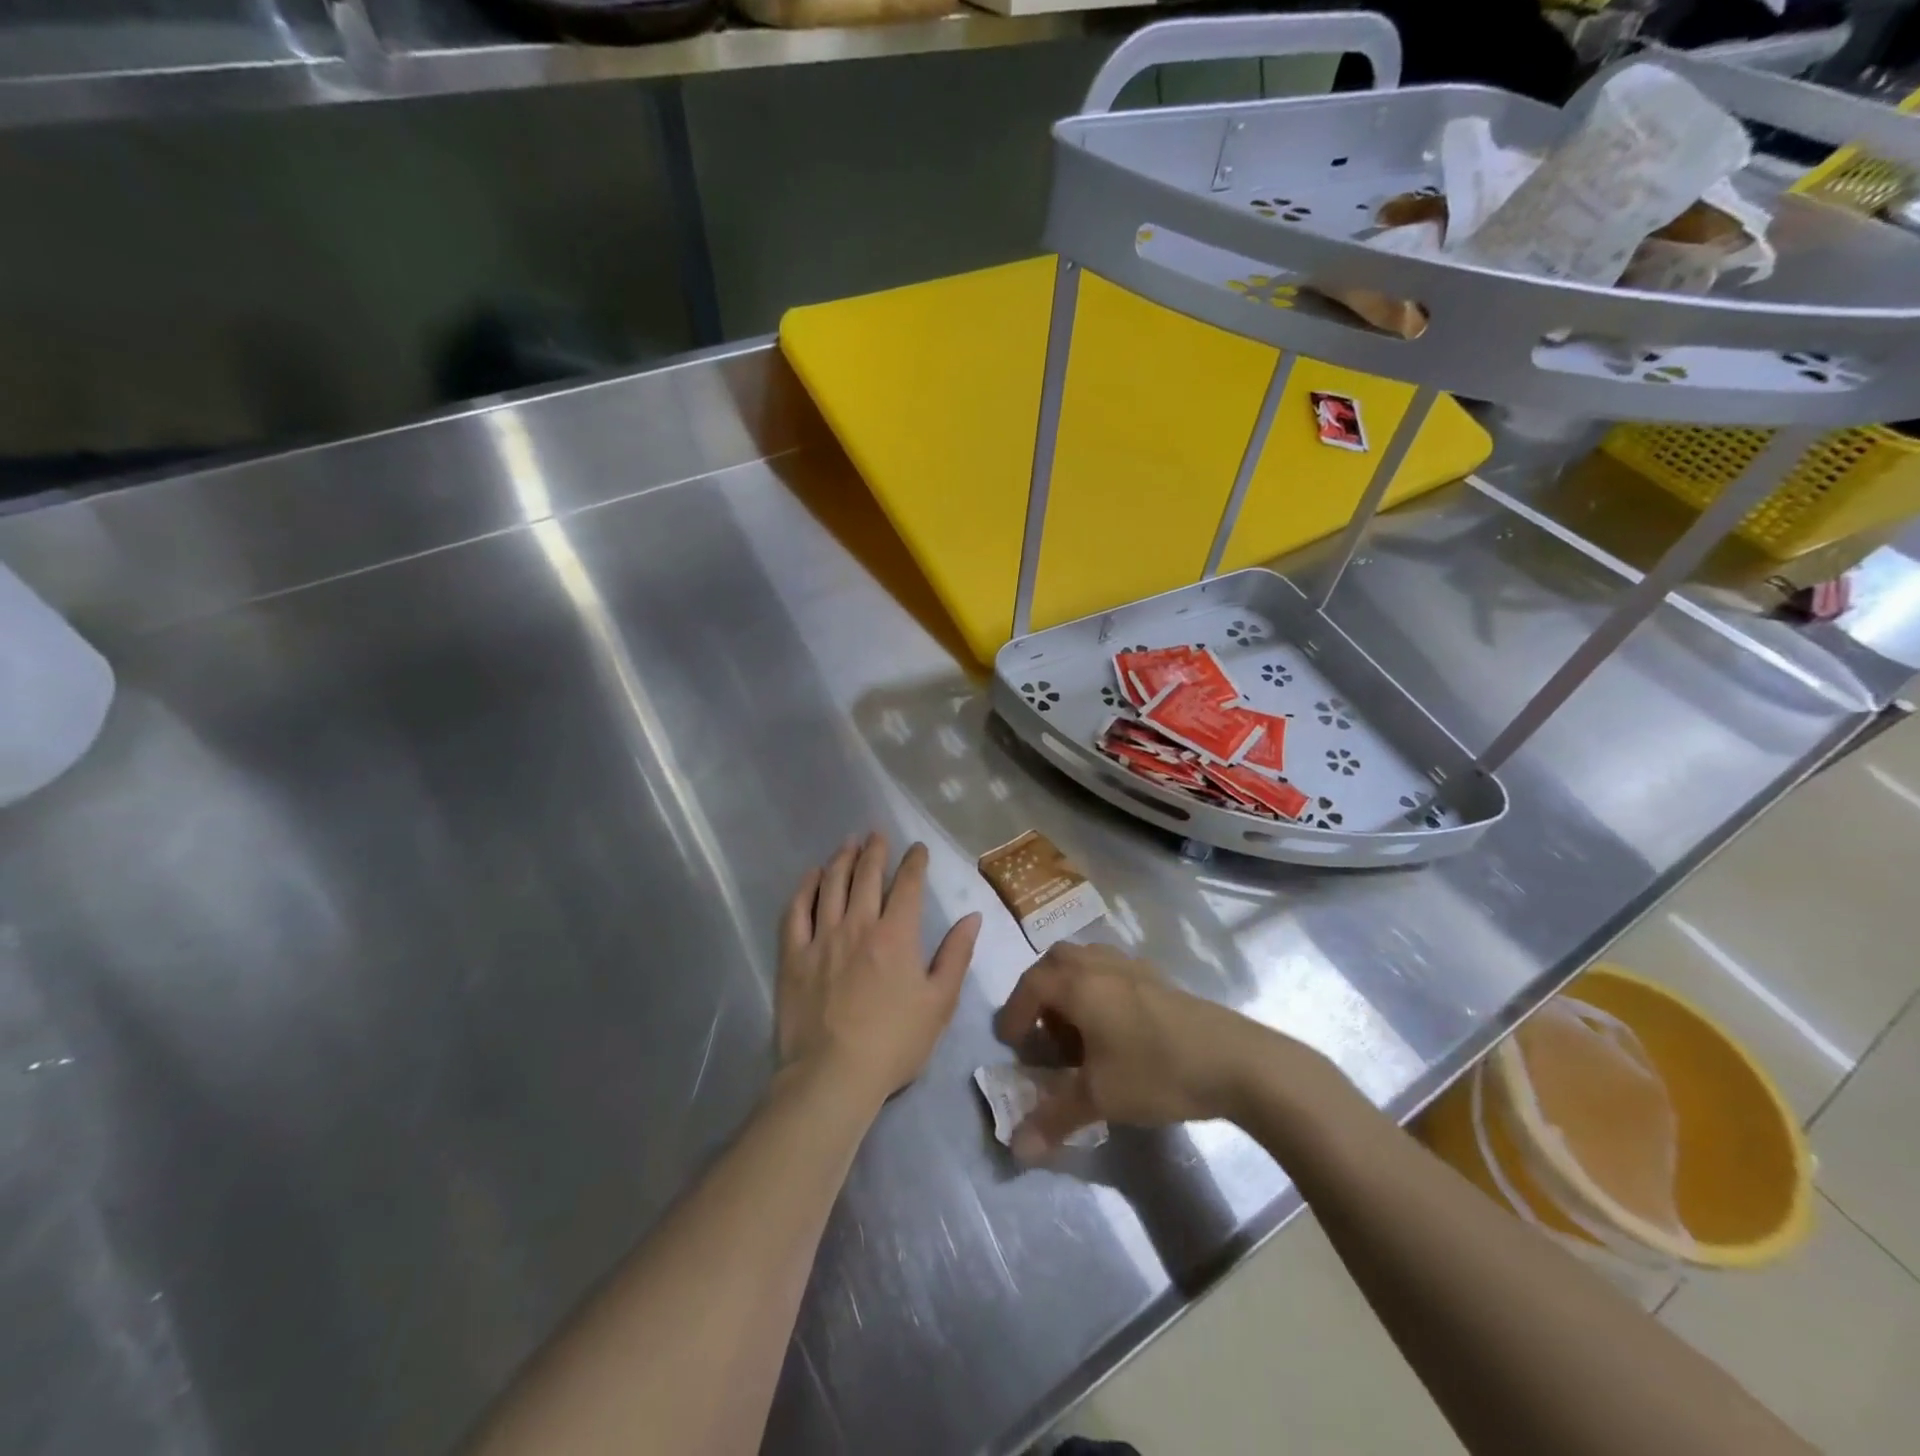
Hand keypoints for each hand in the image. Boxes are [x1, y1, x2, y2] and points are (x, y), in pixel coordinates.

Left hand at [778, 833, 981, 1110]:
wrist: (833, 1076)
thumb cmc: (894, 1043)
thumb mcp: (940, 1003)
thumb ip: (956, 955)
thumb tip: (972, 916)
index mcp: (897, 935)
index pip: (908, 885)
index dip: (914, 862)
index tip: (917, 848)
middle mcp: (859, 925)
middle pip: (866, 875)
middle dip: (875, 850)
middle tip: (878, 833)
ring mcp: (822, 937)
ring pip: (831, 885)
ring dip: (842, 859)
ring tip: (848, 843)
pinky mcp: (793, 955)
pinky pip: (796, 911)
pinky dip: (805, 888)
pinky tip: (811, 875)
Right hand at [992, 943, 1290, 1158]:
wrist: (1236, 1061)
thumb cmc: (1157, 1071)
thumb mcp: (1100, 1098)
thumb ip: (1054, 1118)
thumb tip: (1016, 1150)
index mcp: (1079, 984)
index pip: (1030, 985)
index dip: (1013, 1013)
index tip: (1010, 1044)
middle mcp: (1101, 965)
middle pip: (1056, 961)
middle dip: (1039, 991)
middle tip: (1041, 1029)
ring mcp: (1134, 967)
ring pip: (1086, 960)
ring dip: (1070, 986)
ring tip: (1077, 1029)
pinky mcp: (1159, 979)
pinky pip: (1113, 970)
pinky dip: (1098, 988)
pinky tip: (1115, 1027)